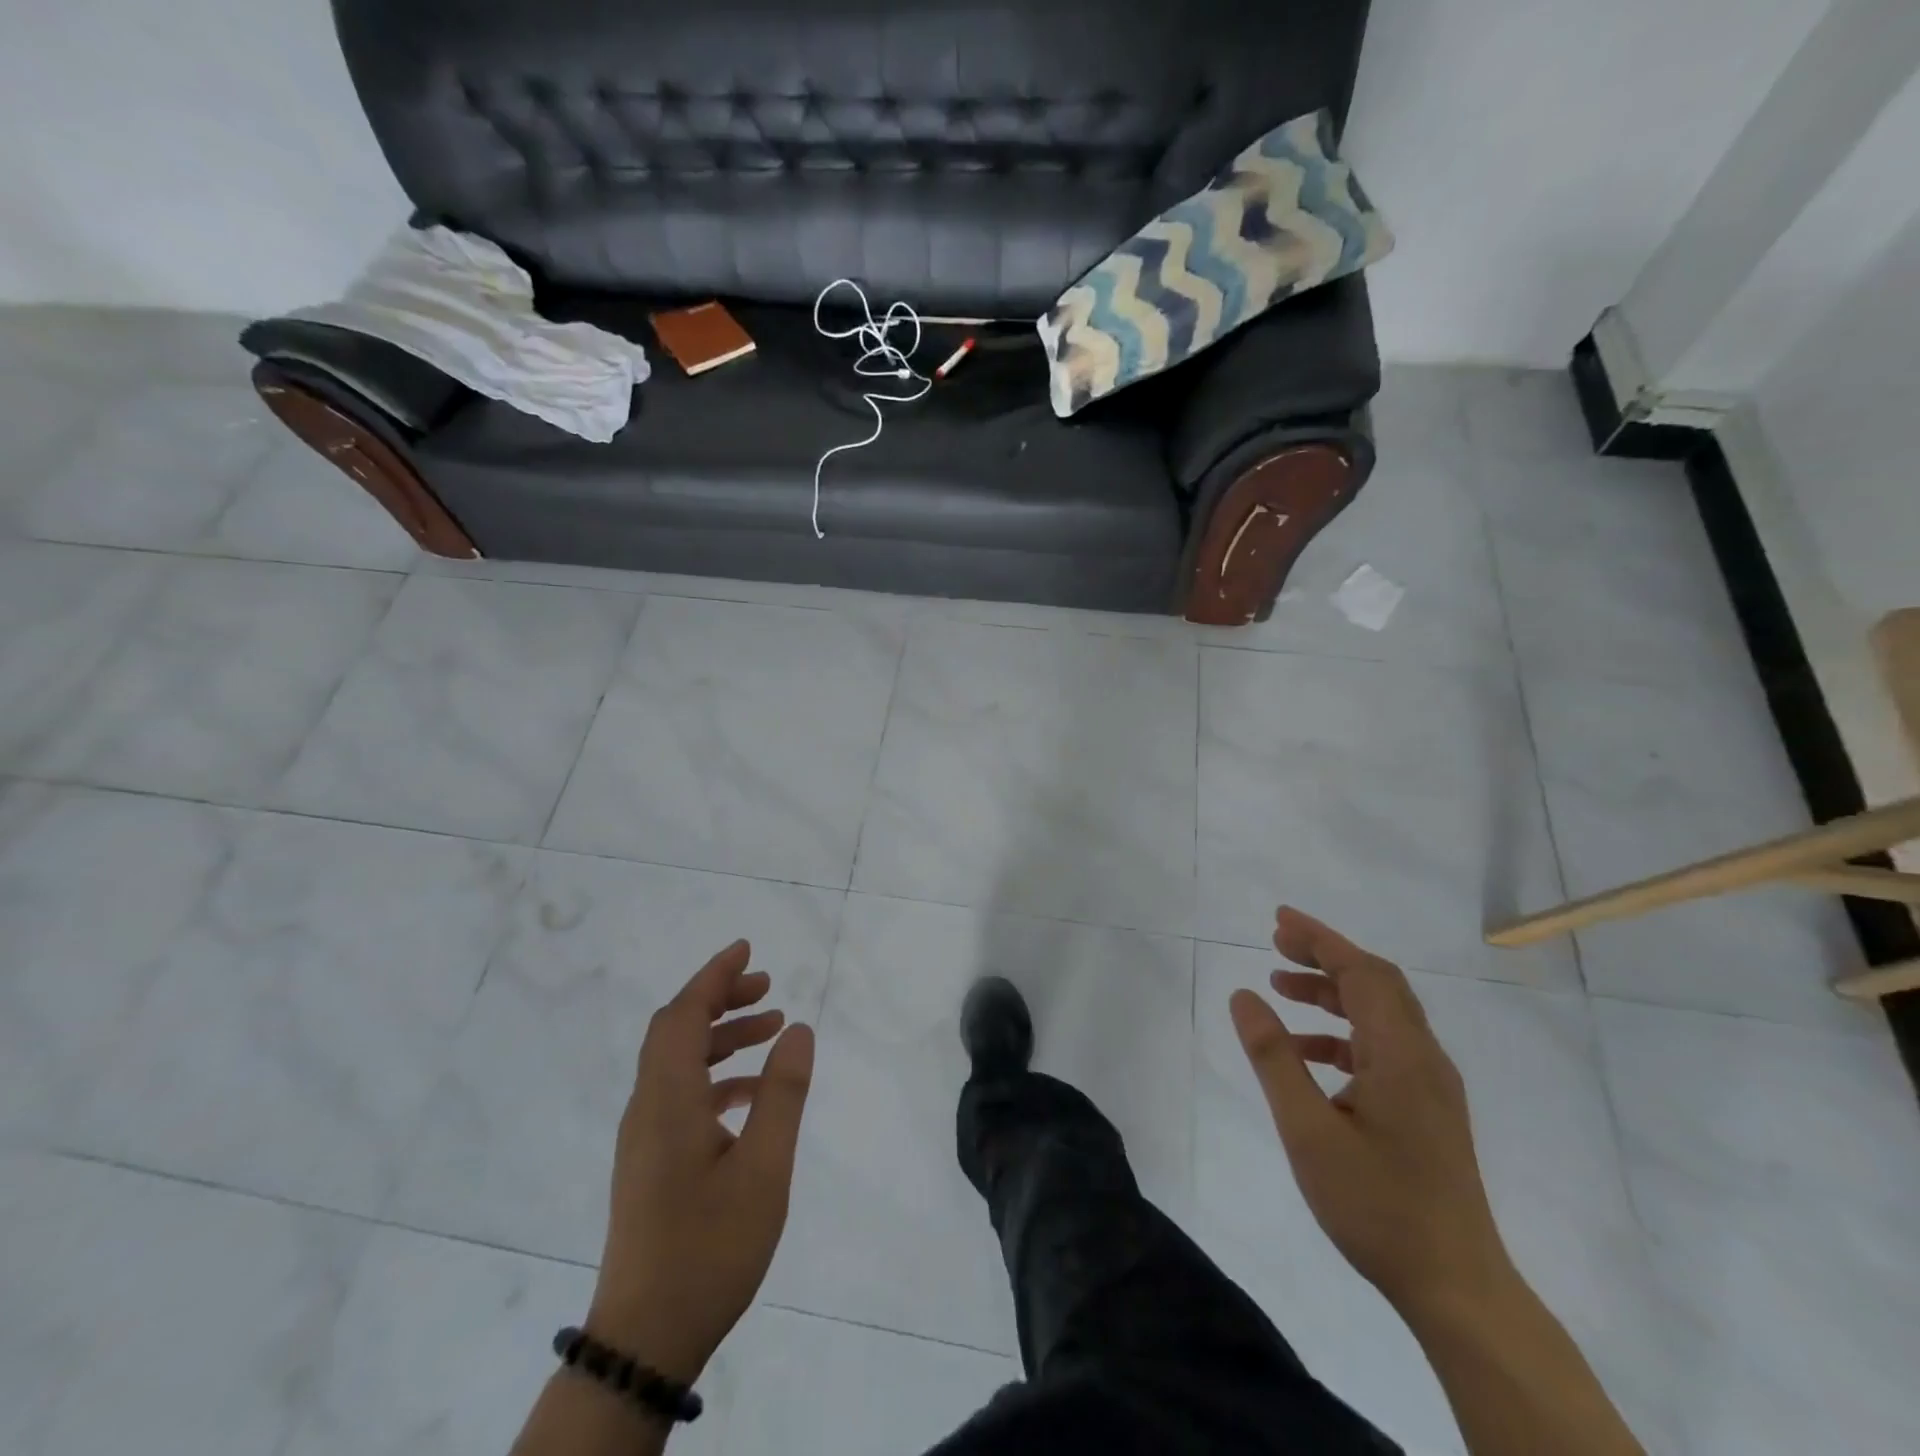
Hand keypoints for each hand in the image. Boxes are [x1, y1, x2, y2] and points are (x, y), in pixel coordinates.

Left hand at [587, 940, 814, 1382]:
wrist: (645, 1338)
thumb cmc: (709, 1247)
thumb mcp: (764, 1168)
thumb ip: (782, 1093)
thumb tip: (799, 1029)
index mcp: (667, 1100)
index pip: (682, 1014)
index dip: (713, 976)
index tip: (746, 949)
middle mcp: (647, 1108)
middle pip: (676, 1030)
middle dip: (720, 999)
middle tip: (768, 986)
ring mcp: (644, 1138)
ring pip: (678, 1062)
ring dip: (721, 1036)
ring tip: (771, 1029)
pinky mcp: (650, 1162)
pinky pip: (680, 1094)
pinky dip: (716, 1076)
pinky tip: (753, 1094)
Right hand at [1229, 907, 1512, 1319]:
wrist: (1457, 1288)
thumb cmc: (1377, 1205)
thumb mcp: (1308, 1130)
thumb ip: (1274, 1057)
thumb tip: (1244, 996)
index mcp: (1401, 1054)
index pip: (1362, 972)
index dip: (1320, 939)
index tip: (1278, 920)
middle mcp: (1424, 1058)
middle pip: (1377, 983)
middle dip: (1325, 956)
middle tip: (1276, 942)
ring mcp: (1430, 1084)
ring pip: (1380, 1014)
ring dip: (1331, 993)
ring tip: (1279, 988)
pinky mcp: (1427, 1108)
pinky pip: (1382, 1047)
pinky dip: (1341, 1032)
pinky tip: (1306, 1051)